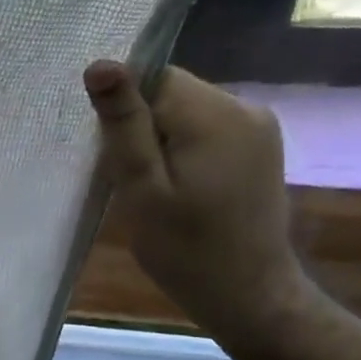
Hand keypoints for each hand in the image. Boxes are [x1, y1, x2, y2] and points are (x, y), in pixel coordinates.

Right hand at [84, 62, 319, 346]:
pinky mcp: (259, 148)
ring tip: (156, 191)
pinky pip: (206, 130)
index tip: (117, 158)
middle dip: (143, 129)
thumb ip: (123, 124)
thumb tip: (101, 64)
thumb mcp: (142, 189)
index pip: (153, 78)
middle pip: (170, 94)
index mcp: (215, 114)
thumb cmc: (186, 250)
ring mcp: (258, 127)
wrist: (250, 295)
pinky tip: (180, 191)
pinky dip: (183, 152)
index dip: (126, 113)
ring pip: (186, 112)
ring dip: (161, 143)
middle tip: (134, 183)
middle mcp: (244, 107)